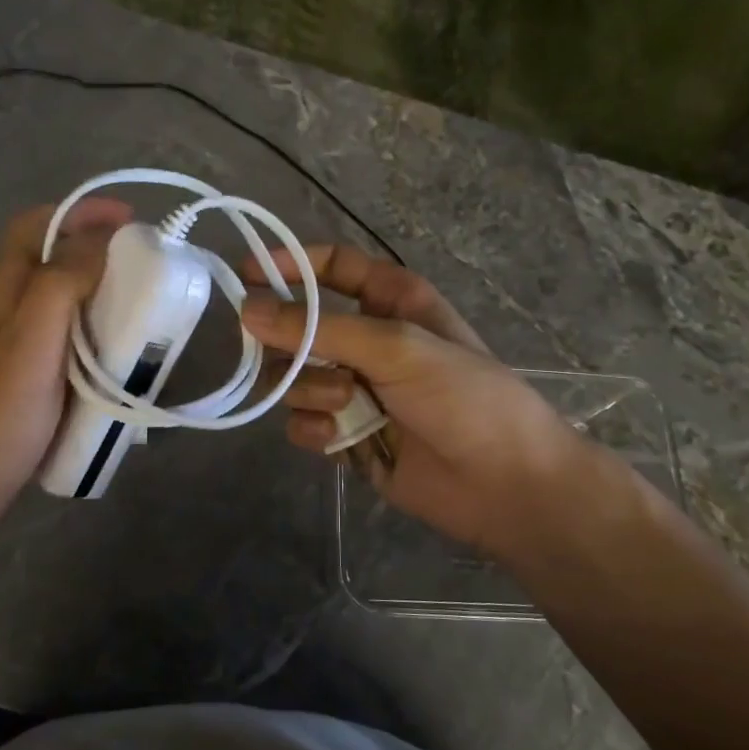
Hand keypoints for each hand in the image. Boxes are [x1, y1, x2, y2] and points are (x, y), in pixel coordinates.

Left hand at [0, 198, 131, 544]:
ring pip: (61, 305)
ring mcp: (13, 351)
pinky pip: (66, 343)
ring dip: (101, 295)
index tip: (131, 220)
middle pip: (50, 262)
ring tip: (145, 311)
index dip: (79, 212)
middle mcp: (5, 314)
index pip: (33, 227)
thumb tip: (98, 239)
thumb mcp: (28, 347)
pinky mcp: (25, 383)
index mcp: (1, 295)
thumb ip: (59, 287)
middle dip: (98, 252)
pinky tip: (120, 359)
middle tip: (148, 270)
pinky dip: (96, 336)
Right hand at [241, 245, 627, 564]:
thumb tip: (246, 308)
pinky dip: (314, 428)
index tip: (246, 274)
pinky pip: (303, 421)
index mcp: (391, 302)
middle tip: (297, 357)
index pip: (333, 267)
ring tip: (347, 405)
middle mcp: (368, 340)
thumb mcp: (396, 347)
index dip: (291, 265)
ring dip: (310, 390)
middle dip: (294, 344)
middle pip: (299, 326)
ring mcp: (354, 390)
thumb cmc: (464, 397)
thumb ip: (319, 328)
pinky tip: (340, 439)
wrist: (503, 484)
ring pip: (293, 377)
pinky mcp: (345, 434)